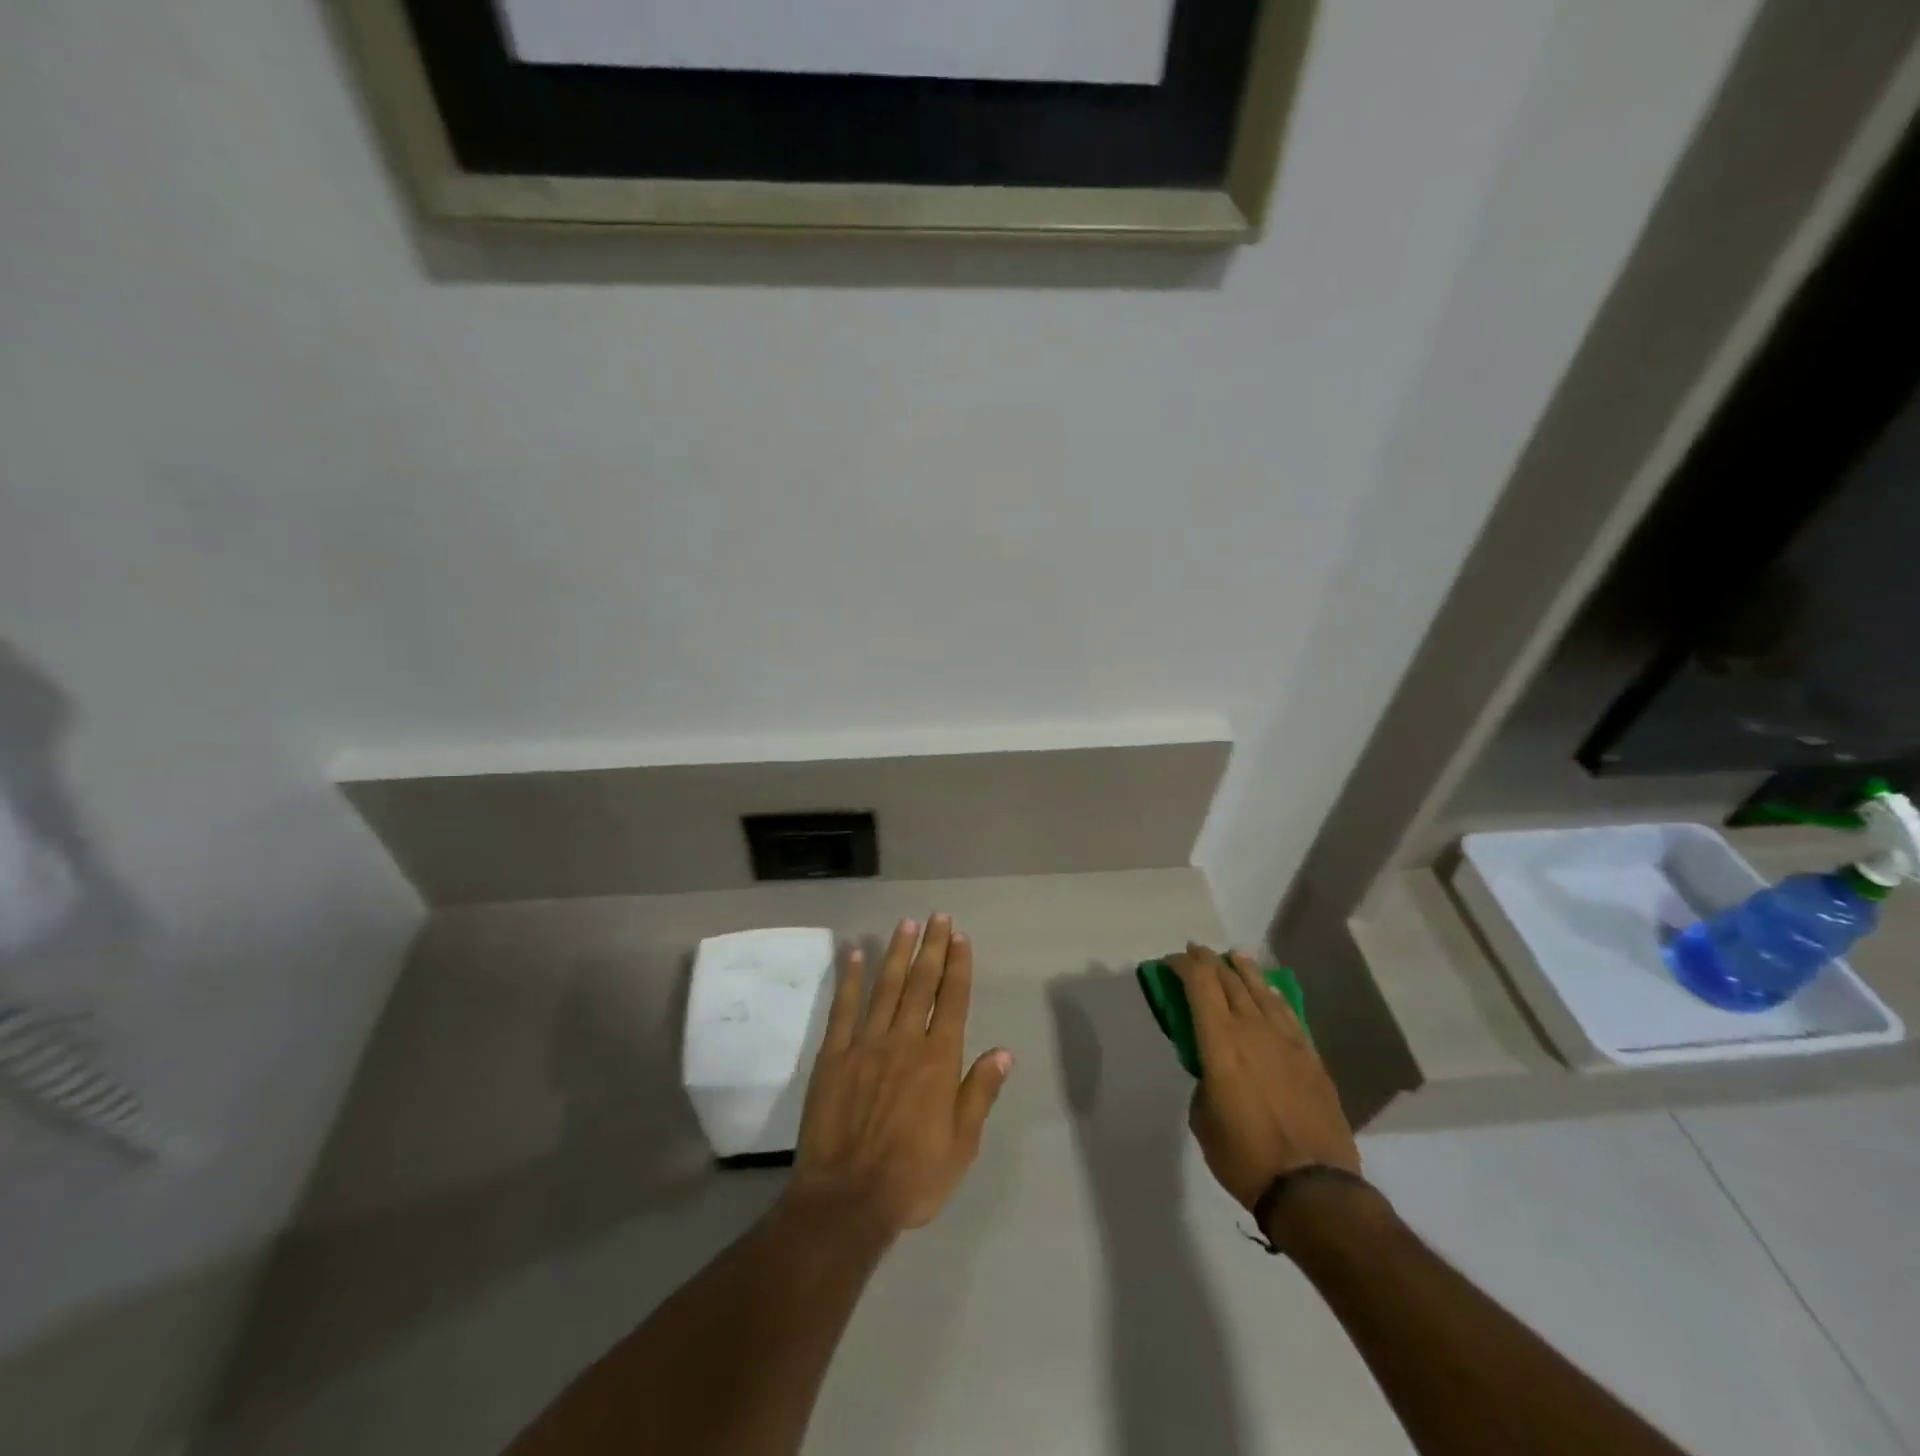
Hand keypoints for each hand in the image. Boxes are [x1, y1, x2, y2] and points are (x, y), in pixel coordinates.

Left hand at [785, 915, 1013, 1235]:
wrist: (847, 1200)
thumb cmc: (913, 1177)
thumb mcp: (962, 1145)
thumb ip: (980, 1093)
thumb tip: (1003, 1052)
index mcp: (938, 1060)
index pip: (952, 1000)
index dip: (958, 965)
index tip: (960, 936)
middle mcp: (904, 1041)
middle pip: (921, 983)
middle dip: (932, 947)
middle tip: (937, 916)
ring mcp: (865, 1044)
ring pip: (885, 987)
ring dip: (897, 953)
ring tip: (906, 924)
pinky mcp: (833, 1056)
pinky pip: (843, 1009)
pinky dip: (850, 979)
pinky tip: (854, 953)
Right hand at [1175, 943, 1359, 1212]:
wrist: (1314, 1188)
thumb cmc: (1245, 1156)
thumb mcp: (1203, 1120)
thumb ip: (1204, 1084)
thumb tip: (1214, 1075)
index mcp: (1221, 1042)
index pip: (1200, 985)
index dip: (1183, 965)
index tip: (1172, 961)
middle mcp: (1253, 1030)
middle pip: (1229, 980)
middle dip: (1209, 961)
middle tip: (1196, 952)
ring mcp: (1287, 1041)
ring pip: (1262, 990)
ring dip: (1244, 970)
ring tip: (1234, 957)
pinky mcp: (1312, 1058)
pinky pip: (1288, 1014)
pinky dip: (1274, 996)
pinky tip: (1270, 992)